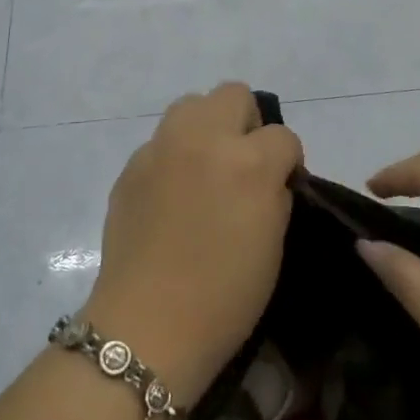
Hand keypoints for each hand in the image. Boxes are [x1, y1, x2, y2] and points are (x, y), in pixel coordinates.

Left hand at [82, 84, 301, 405]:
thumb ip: (275, 193)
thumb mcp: (274, 243)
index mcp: (249, 162)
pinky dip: (174, 155)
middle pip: (233, 94)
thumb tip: (270, 177)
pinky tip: (171, 194)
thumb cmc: (225, 296)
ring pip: (192, 104)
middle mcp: (204, 139)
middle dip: (247, 124)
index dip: (287, 161)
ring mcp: (162, 147)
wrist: (149, 325)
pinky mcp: (132, 164)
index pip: (283, 135)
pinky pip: (162, 140)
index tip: (281, 185)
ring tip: (206, 167)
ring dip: (207, 127)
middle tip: (243, 164)